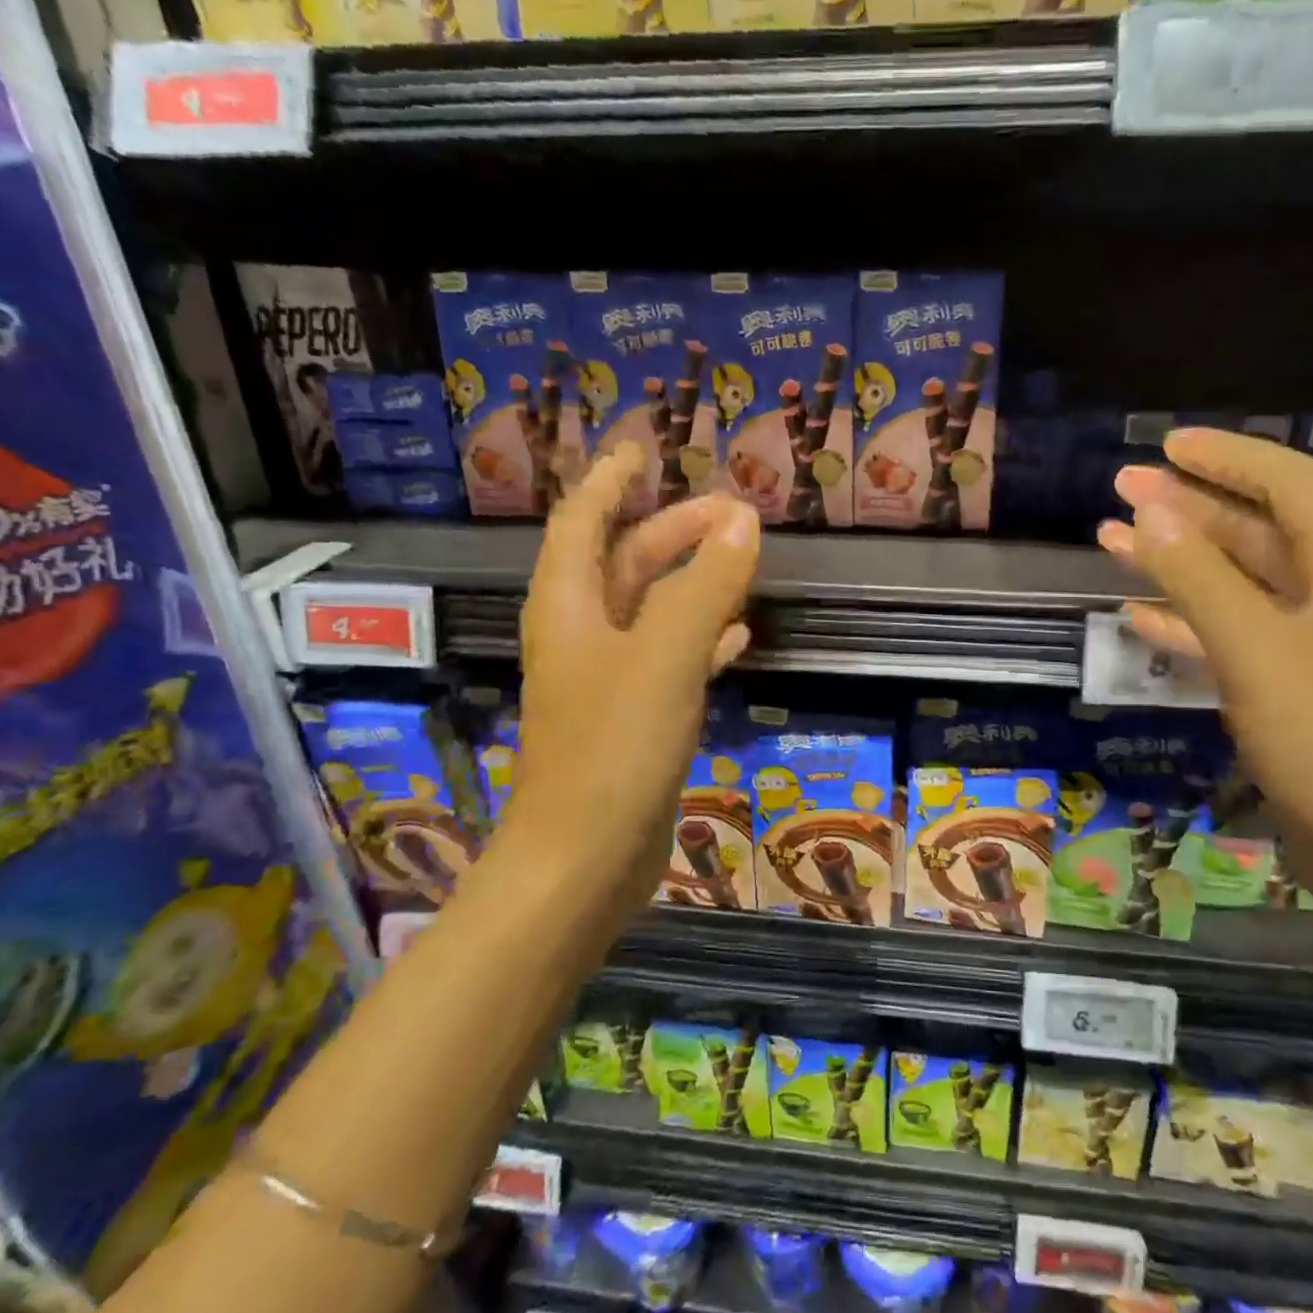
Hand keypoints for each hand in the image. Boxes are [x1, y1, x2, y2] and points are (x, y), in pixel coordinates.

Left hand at [508, 445, 759, 903]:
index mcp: (570, 607)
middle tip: (728, 511)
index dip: (609, 481)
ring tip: (740, 561)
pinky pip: (670, 660)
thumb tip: (742, 519)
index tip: (642, 450)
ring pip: (651, 611)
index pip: (582, 522)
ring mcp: (608, 681)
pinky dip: (702, 639)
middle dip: (670, 531)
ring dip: (691, 581)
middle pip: (624, 563)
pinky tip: (739, 638)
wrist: (583, 863)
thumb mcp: (664, 656)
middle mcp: (582, 636)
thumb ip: (704, 586)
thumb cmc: (613, 750)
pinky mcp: (633, 721)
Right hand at [1099, 430, 1312, 875]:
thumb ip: (1197, 577)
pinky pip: (1230, 633)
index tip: (1163, 447)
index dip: (1225, 457)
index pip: (1286, 482)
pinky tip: (1139, 616)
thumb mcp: (1254, 646)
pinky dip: (1186, 620)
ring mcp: (1312, 641)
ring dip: (1176, 562)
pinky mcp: (1290, 685)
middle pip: (1254, 528)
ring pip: (1235, 582)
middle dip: (1186, 507)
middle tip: (1119, 490)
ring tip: (1111, 542)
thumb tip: (1147, 511)